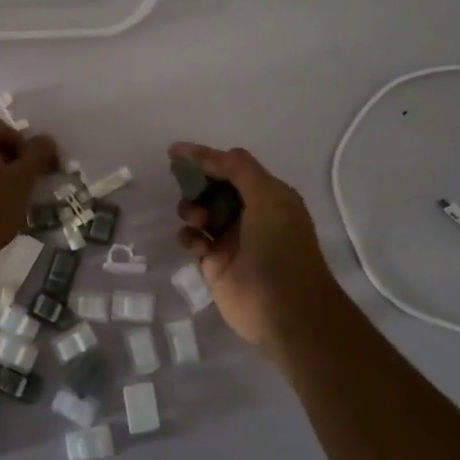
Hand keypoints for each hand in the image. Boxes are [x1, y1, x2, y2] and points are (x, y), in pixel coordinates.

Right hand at [170, 143, 343, 358]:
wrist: (284, 308)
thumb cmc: (280, 245)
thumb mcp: (267, 195)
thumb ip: (237, 168)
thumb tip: (205, 155)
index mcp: (268, 196)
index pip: (233, 167)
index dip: (206, 157)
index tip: (175, 151)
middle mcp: (250, 215)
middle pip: (214, 188)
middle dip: (197, 183)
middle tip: (181, 183)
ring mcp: (232, 241)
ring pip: (201, 213)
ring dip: (192, 209)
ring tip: (196, 219)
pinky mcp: (215, 265)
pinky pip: (194, 241)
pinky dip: (188, 236)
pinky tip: (193, 241)